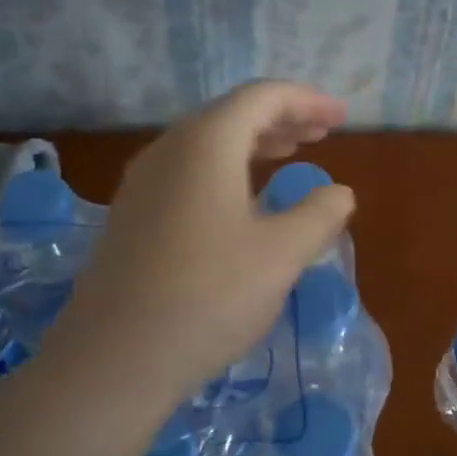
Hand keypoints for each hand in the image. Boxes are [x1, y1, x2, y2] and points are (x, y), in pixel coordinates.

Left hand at [49, 81, 355, 402]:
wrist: (115, 358)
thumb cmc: (209, 296)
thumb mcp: (281, 255)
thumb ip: (319, 215)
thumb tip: (339, 193)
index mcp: (205, 143)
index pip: (262, 97)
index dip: (307, 101)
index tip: (340, 119)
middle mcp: (167, 150)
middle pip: (231, 115)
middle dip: (280, 119)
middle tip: (320, 136)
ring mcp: (141, 184)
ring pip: (205, 145)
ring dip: (252, 144)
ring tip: (287, 156)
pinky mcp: (131, 217)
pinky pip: (186, 173)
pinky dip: (224, 171)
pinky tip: (241, 202)